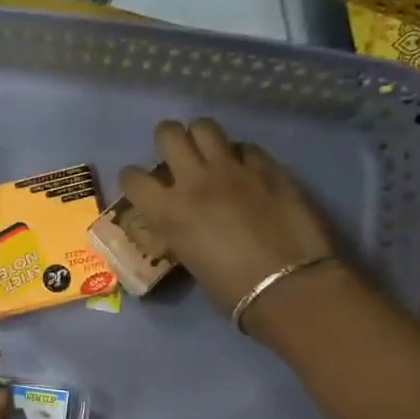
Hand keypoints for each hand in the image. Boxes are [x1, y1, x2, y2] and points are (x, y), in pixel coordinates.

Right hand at [119, 118, 336, 317]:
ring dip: (202, 138)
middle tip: (176, 157)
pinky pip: (246, 147)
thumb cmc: (232, 291)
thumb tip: (185, 220)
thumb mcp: (189, 260)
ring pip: (205, 127)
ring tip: (209, 155)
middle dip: (168, 141)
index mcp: (168, 212)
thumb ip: (181, 229)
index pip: (132, 177)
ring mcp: (233, 170)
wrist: (287, 288)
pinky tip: (246, 171)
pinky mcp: (268, 168)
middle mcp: (194, 181)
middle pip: (169, 134)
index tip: (141, 187)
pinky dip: (240, 155)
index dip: (133, 179)